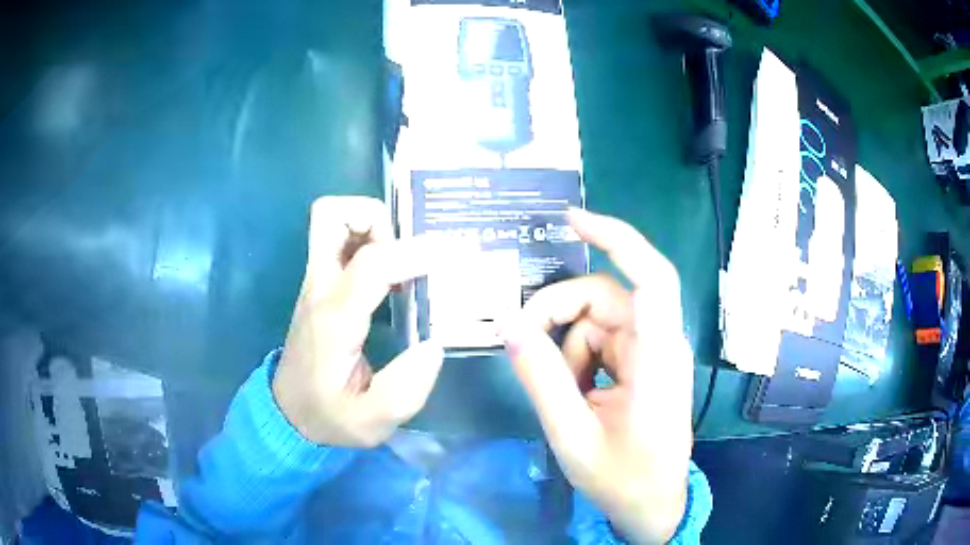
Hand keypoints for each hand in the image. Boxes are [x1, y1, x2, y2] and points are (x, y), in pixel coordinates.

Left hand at [273, 196, 447, 447]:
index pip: (371, 263)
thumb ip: (406, 390)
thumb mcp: (371, 423)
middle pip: (332, 215)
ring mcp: (316, 283)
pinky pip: (340, 240)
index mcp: (334, 320)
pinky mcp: (320, 286)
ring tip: (405, 259)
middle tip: (409, 250)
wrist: (288, 414)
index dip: (413, 252)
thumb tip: (434, 344)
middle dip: (378, 217)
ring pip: (332, 220)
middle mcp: (320, 289)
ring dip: (373, 225)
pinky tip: (395, 272)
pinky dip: (369, 239)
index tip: (451, 257)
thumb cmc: (328, 417)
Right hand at [501, 208, 693, 543]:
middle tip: (521, 344)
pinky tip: (576, 393)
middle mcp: (661, 344)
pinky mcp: (644, 363)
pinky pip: (603, 340)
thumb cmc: (622, 478)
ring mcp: (654, 352)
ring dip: (568, 348)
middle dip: (559, 314)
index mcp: (657, 360)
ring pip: (598, 319)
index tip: (571, 221)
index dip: (617, 239)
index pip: (651, 279)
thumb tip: (509, 325)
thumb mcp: (572, 435)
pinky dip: (579, 358)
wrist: (652, 505)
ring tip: (563, 396)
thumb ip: (541, 380)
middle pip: (605, 297)